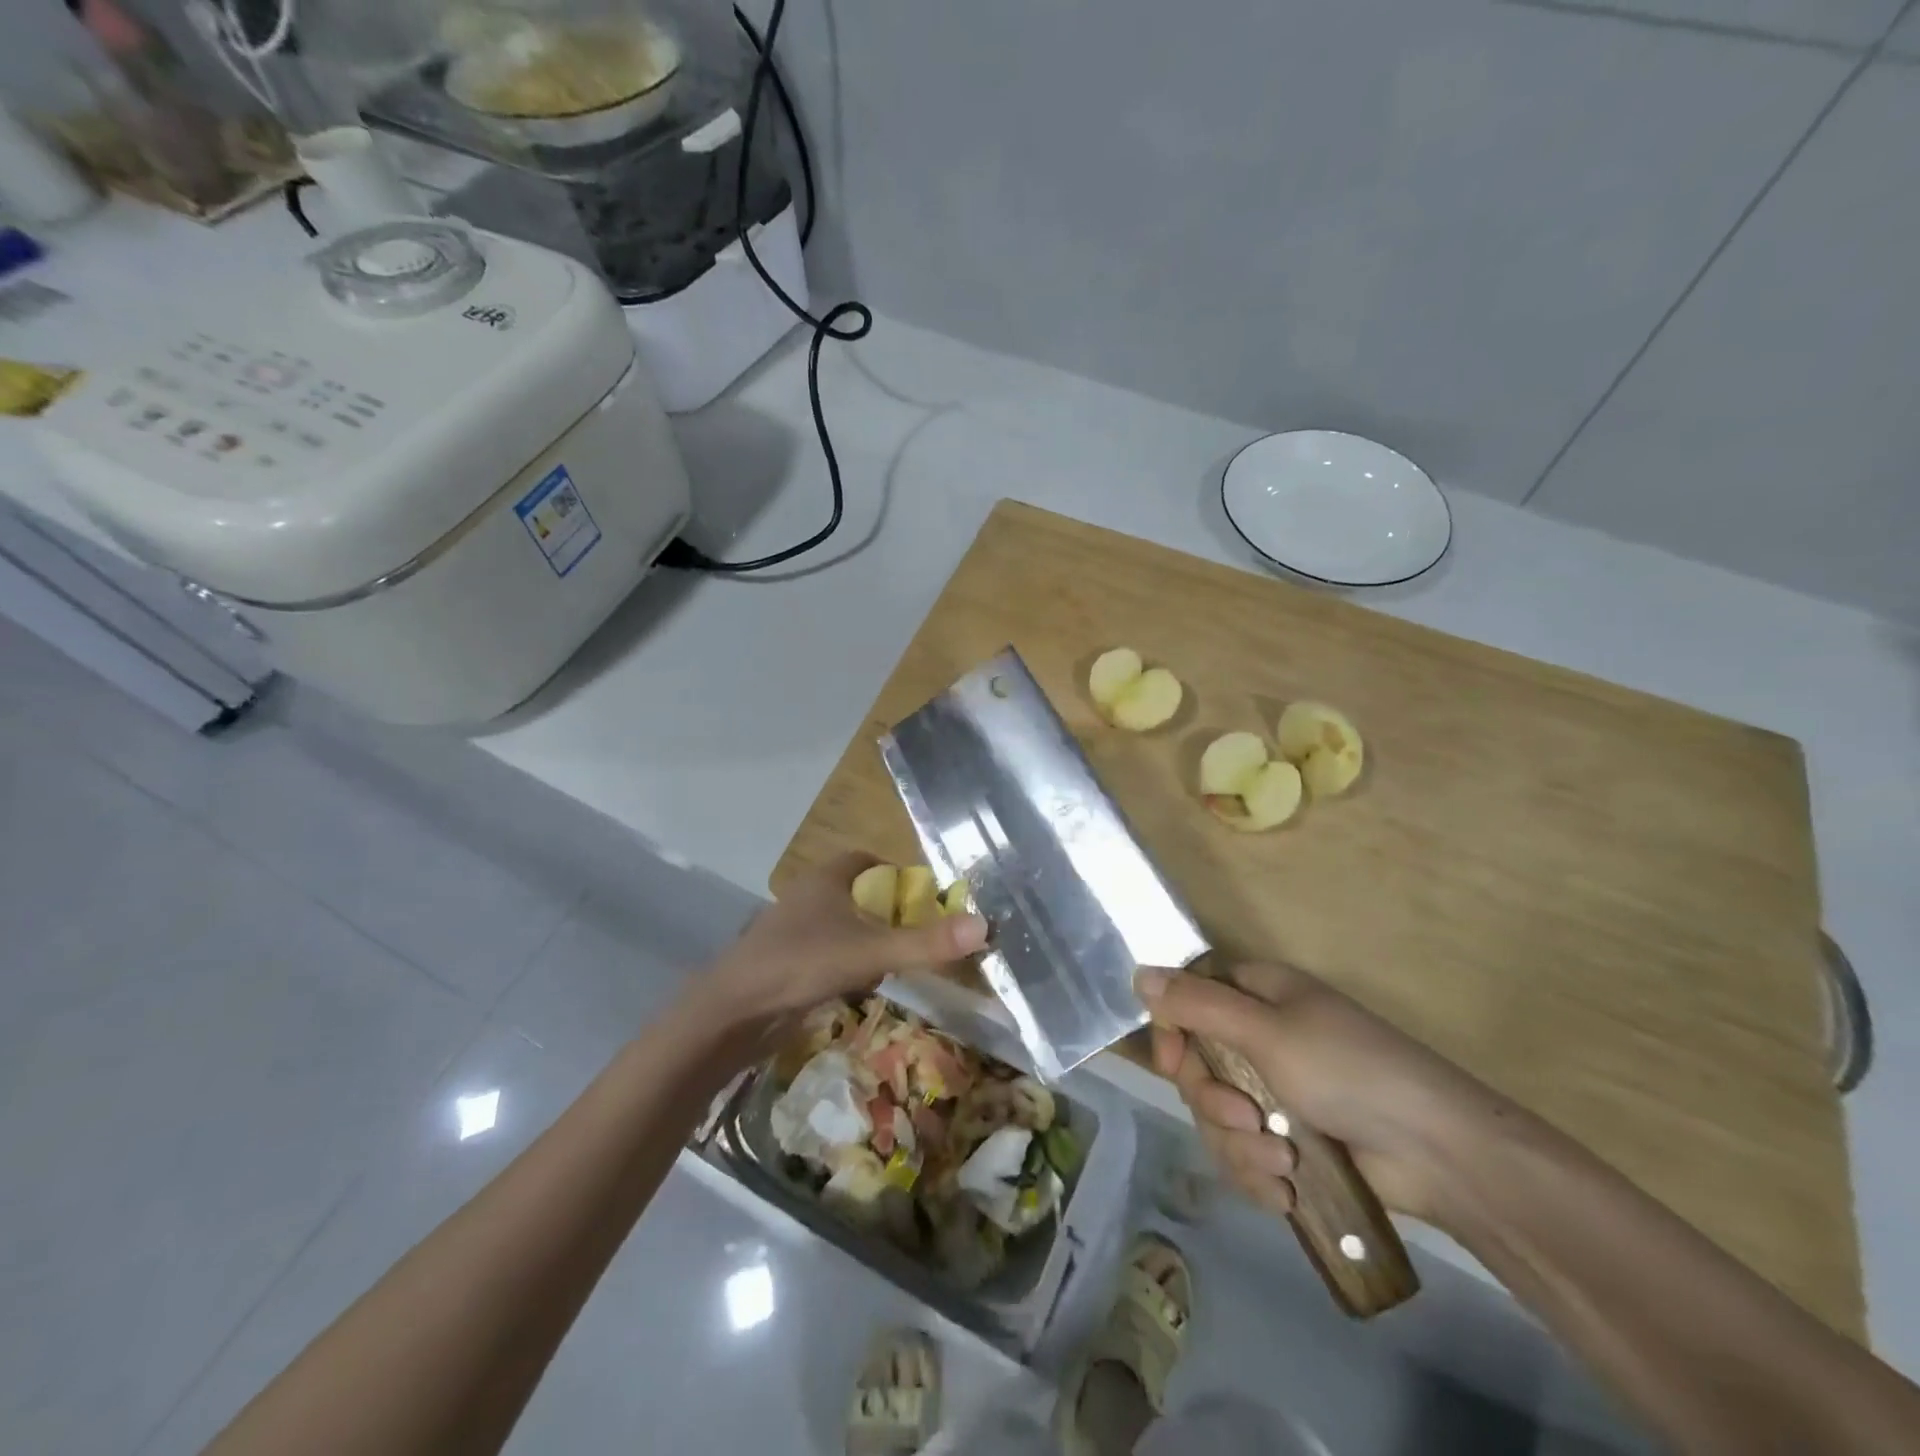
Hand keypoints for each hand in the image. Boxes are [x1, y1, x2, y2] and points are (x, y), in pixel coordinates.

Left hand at [700, 852, 988, 1027]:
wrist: (732, 1012)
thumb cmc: (801, 963)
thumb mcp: (871, 952)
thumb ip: (926, 942)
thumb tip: (984, 926)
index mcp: (826, 879)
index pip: (866, 859)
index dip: (895, 872)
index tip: (922, 896)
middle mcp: (808, 897)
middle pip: (856, 893)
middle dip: (886, 910)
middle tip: (919, 931)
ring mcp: (794, 931)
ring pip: (840, 926)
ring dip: (867, 938)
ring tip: (899, 959)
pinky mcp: (785, 963)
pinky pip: (826, 953)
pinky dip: (847, 963)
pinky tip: (862, 986)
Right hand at [1138, 961, 1513, 1226]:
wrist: (1437, 1153)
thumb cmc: (1348, 1070)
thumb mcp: (1266, 1031)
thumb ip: (1197, 1005)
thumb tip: (1138, 974)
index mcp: (1257, 997)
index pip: (1188, 1000)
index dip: (1172, 1031)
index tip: (1172, 1063)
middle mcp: (1259, 1039)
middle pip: (1196, 1066)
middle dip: (1214, 1102)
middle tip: (1246, 1118)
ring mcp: (1274, 1093)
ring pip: (1216, 1118)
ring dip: (1240, 1145)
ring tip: (1283, 1162)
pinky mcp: (1287, 1142)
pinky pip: (1242, 1155)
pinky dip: (1258, 1174)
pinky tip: (1286, 1191)